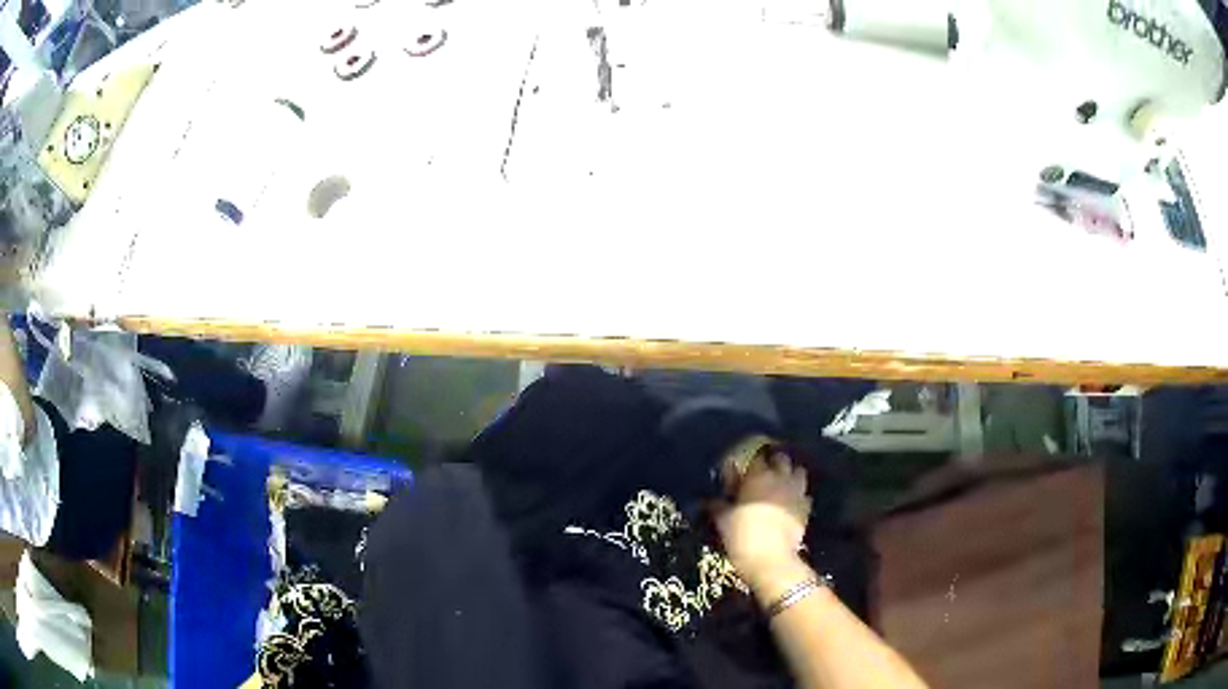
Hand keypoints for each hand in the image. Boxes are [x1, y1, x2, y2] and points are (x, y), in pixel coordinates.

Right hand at [714, 452, 810, 590]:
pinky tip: (790, 504)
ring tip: (781, 484)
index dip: (749, 461)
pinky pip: (804, 495)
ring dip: (790, 475)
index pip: (755, 456)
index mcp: (758, 476)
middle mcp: (781, 478)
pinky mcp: (806, 509)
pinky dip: (798, 496)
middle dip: (774, 462)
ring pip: (798, 472)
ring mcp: (797, 492)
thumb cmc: (742, 536)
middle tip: (763, 473)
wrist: (771, 560)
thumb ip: (718, 505)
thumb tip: (710, 499)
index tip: (742, 469)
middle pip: (781, 458)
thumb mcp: (723, 520)